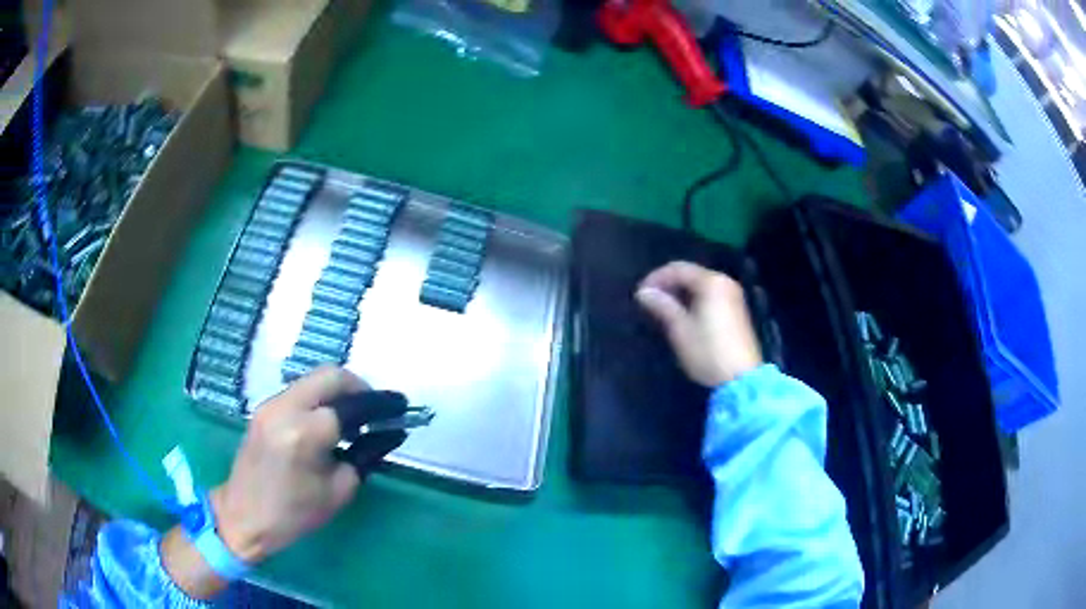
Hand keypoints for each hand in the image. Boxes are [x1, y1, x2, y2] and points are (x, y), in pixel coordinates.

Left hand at [213, 367, 397, 562]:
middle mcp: (285, 408)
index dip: (380, 404)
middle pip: (330, 375)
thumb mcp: (338, 491)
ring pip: (313, 379)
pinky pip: (299, 390)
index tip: (400, 406)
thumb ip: (365, 455)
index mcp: (305, 433)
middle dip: (358, 386)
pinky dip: (320, 397)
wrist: (243, 515)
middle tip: (375, 408)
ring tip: (354, 417)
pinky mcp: (264, 408)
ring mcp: (270, 404)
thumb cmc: (293, 513)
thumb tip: (389, 433)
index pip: (351, 405)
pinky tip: (328, 421)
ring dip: (338, 391)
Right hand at [635, 261, 762, 386]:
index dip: (656, 278)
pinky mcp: (736, 310)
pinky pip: (710, 295)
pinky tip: (684, 315)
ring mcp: (733, 296)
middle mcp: (725, 282)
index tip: (640, 294)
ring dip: (681, 293)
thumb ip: (662, 306)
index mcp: (711, 282)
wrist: (741, 378)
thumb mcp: (680, 329)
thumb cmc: (707, 351)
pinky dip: (694, 300)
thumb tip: (643, 292)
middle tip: (650, 301)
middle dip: (668, 285)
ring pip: (701, 285)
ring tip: (663, 309)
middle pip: (691, 274)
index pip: (678, 269)